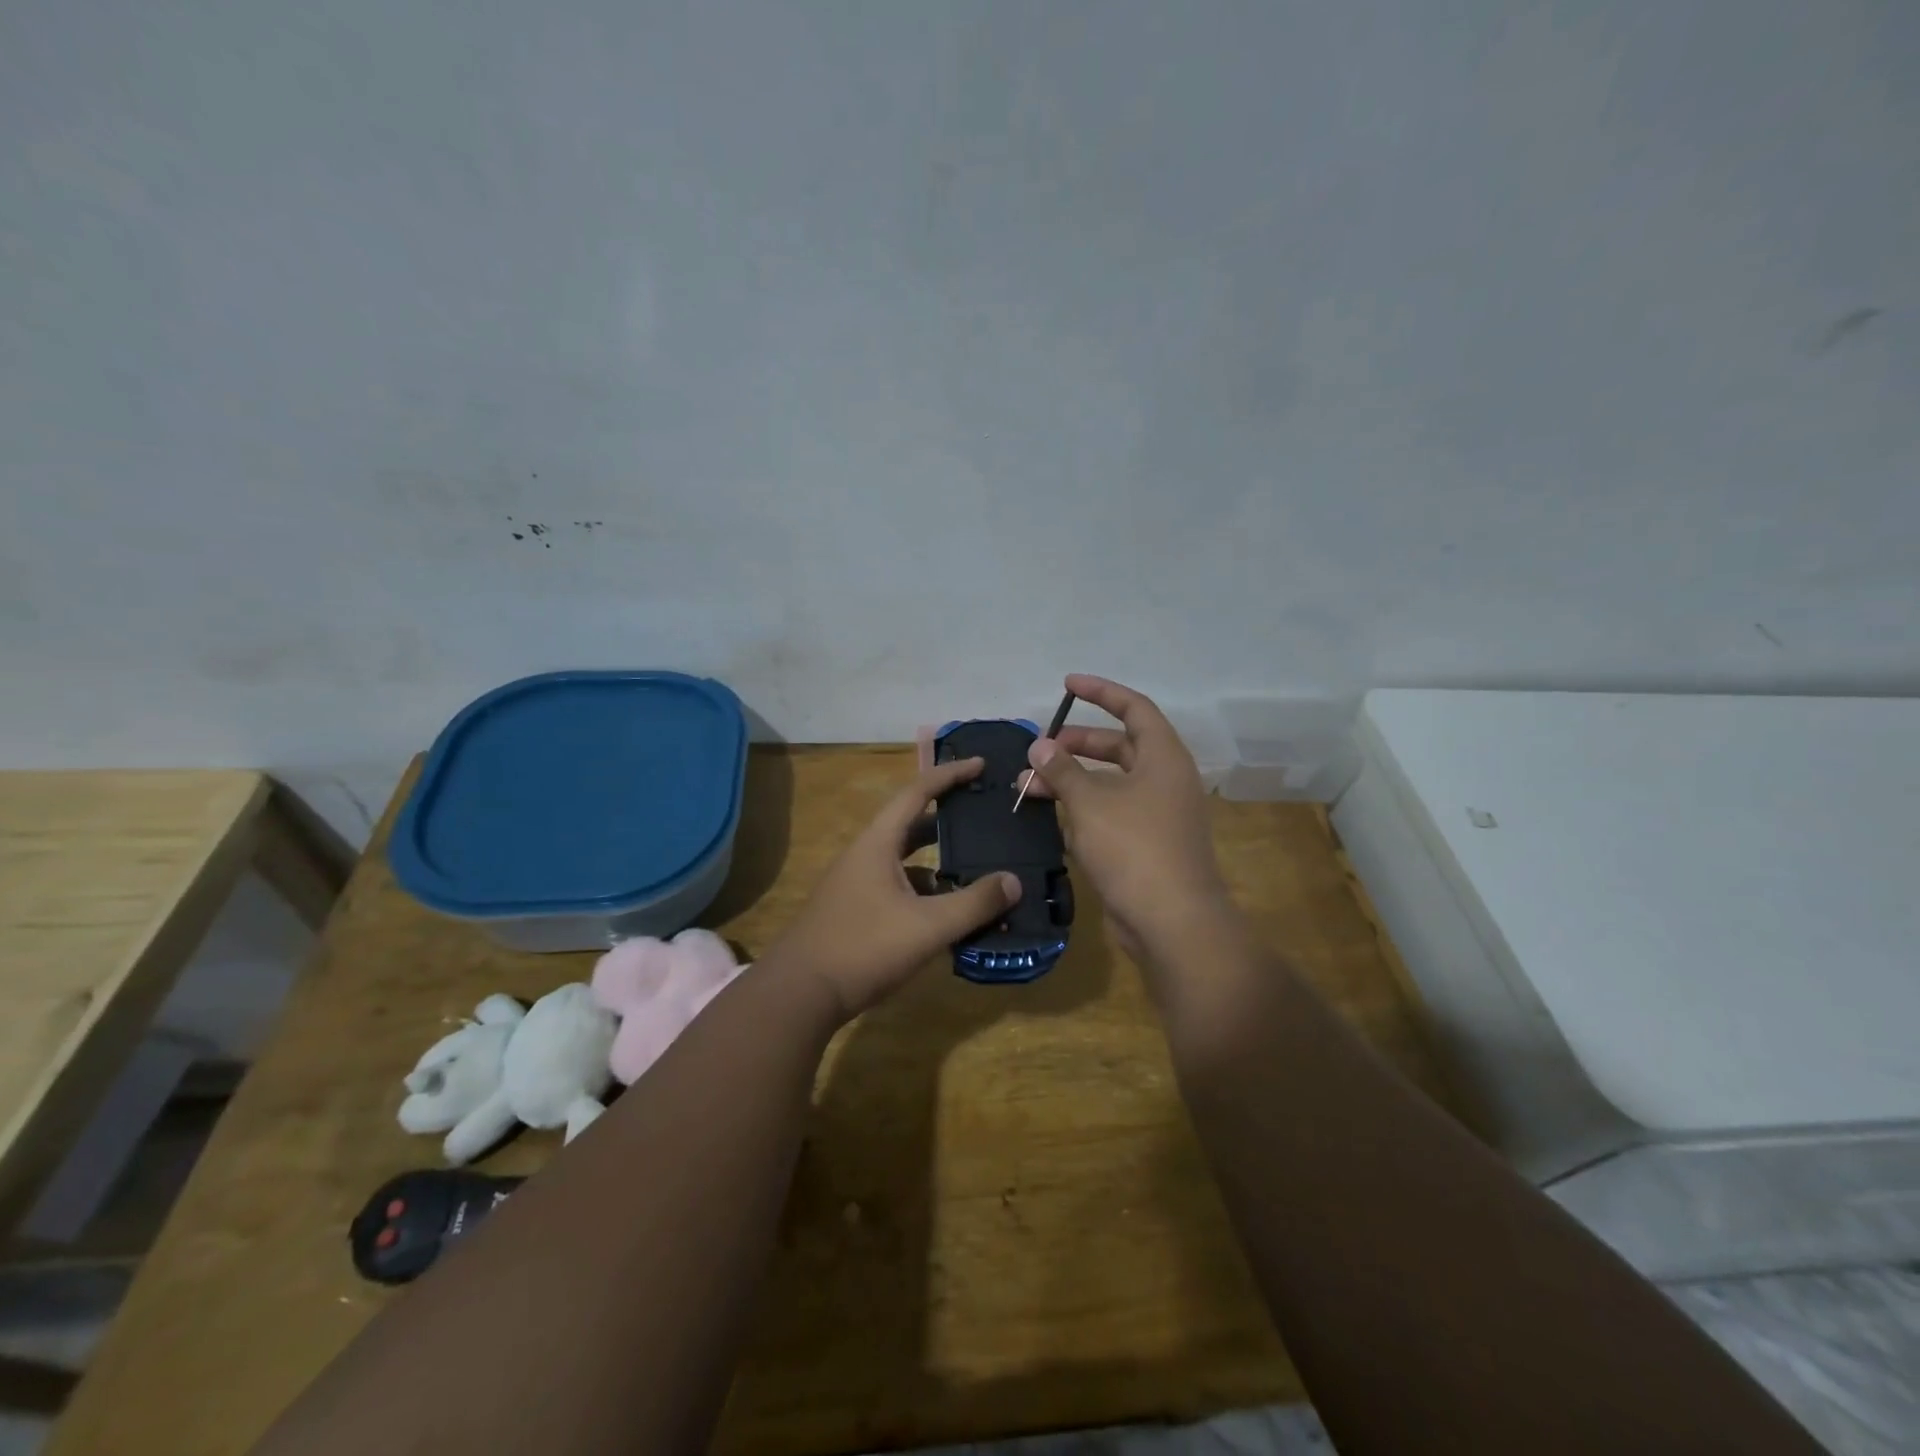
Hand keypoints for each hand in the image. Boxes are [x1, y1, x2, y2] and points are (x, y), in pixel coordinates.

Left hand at [768, 757, 1020, 1018]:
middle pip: (911, 824)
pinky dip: (924, 891)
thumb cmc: (863, 948)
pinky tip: (946, 914)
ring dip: (937, 860)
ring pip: (904, 860)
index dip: (950, 775)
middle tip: (983, 817)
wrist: (798, 994)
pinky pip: (897, 888)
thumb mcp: (927, 926)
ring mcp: (856, 884)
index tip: (980, 764)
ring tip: (975, 868)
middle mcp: (865, 855)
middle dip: (947, 818)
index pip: (917, 792)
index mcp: (878, 843)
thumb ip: (974, 903)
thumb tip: (1014, 881)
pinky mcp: (854, 911)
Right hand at [1019, 674, 1233, 962]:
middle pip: (1118, 747)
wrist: (1172, 922)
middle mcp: (1164, 780)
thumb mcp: (1091, 802)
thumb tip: (1039, 746)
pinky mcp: (1146, 846)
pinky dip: (1082, 810)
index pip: (1134, 708)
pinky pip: (1110, 814)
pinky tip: (1050, 817)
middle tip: (1040, 750)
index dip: (1101, 692)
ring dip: (1072, 781)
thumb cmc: (1134, 848)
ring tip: (1029, 786)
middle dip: (1076, 745)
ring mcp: (1157, 815)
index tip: (1067, 684)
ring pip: (1109, 784)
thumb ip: (1062, 770)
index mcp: (1163, 758)